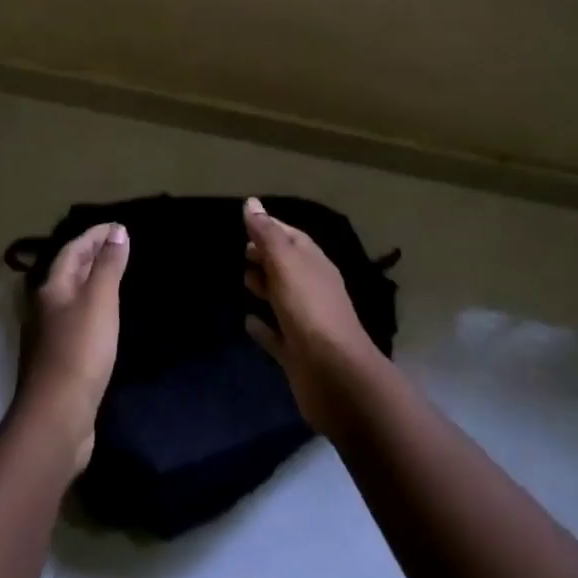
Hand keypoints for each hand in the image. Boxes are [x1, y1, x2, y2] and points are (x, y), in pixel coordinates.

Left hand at [21, 222, 127, 471]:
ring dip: (91, 282)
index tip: (118, 226)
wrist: (57, 416)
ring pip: (71, 297)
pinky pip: (77, 320)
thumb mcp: (100, 301)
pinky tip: (105, 318)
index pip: (72, 251)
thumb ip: (109, 266)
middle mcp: (44, 308)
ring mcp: (49, 336)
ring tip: (115, 276)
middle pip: (68, 272)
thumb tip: (117, 231)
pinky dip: (92, 308)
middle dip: (91, 255)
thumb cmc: (80, 350)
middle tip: (118, 246)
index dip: (94, 235)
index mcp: (51, 290)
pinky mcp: (59, 360)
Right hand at [242, 198, 381, 432]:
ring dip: (264, 287)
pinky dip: (262, 326)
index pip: (291, 237)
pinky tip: (246, 321)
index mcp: (314, 264)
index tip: (246, 221)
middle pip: (287, 266)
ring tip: (243, 279)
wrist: (334, 375)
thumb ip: (268, 235)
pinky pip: (275, 333)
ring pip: (281, 298)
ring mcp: (305, 322)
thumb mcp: (286, 264)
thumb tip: (252, 203)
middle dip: (266, 256)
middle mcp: (312, 289)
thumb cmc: (309, 310)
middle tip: (242, 251)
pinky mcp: (296, 353)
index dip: (270, 227)